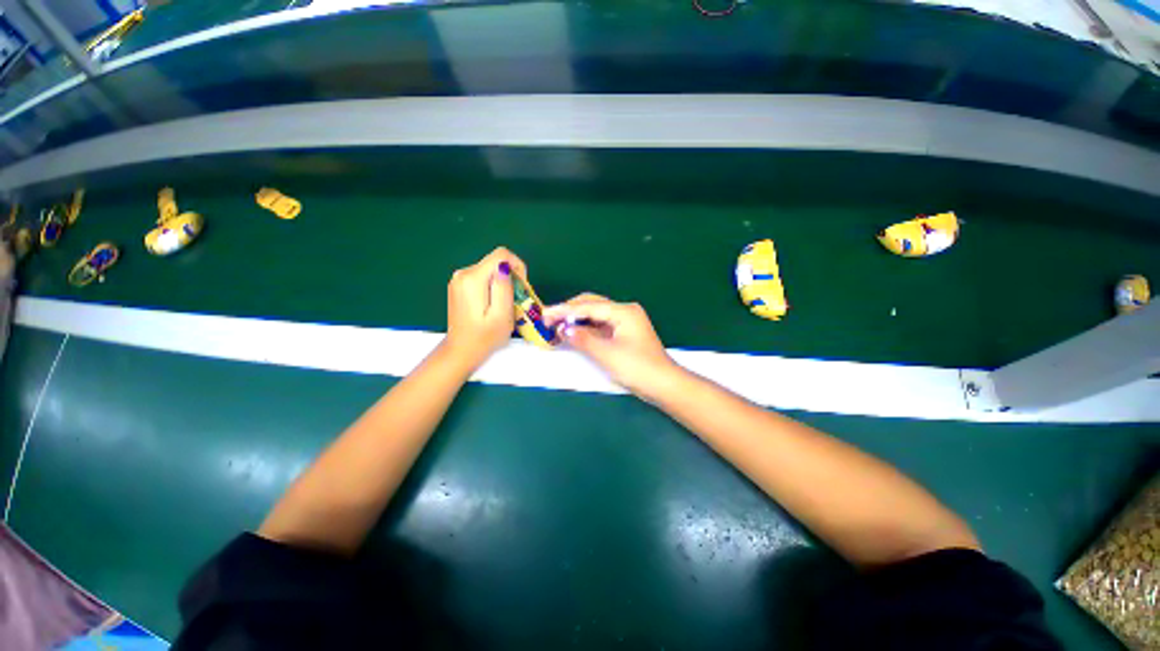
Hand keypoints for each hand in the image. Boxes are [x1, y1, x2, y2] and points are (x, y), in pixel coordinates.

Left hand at [443, 247, 525, 369]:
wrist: (461, 351)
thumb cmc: (485, 337)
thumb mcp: (501, 316)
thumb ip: (503, 288)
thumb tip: (505, 266)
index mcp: (473, 279)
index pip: (501, 255)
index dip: (517, 266)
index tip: (521, 286)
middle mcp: (463, 273)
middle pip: (495, 261)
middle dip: (511, 277)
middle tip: (515, 300)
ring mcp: (459, 278)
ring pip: (490, 269)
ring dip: (503, 283)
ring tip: (505, 305)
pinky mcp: (459, 284)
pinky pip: (483, 276)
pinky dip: (493, 286)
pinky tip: (494, 304)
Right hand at [544, 294, 680, 400]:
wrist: (664, 385)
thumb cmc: (637, 368)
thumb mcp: (607, 354)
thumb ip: (583, 339)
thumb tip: (562, 329)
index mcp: (623, 311)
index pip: (589, 306)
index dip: (565, 310)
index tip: (545, 315)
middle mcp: (625, 311)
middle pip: (592, 305)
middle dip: (569, 311)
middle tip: (548, 319)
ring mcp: (625, 322)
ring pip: (595, 315)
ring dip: (576, 320)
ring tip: (556, 325)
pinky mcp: (624, 333)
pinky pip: (600, 326)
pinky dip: (586, 329)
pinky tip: (573, 333)